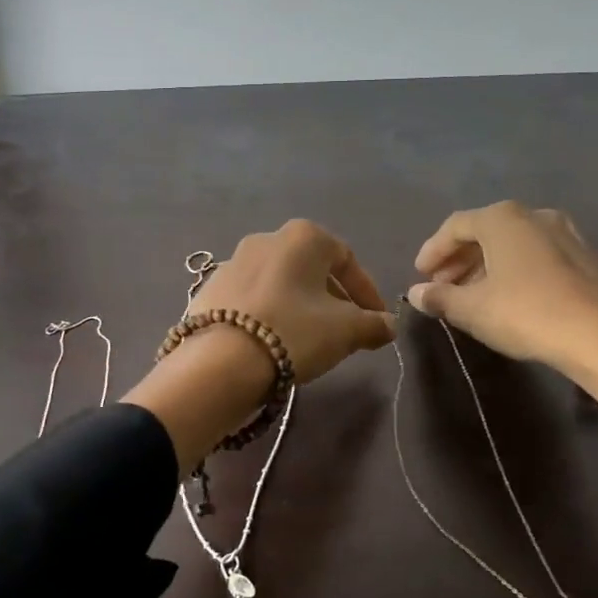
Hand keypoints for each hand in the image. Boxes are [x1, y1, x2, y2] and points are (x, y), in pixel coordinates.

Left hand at [124, 221, 394, 471]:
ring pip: (280, 282)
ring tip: (310, 338)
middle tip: (346, 330)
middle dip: (333, 298)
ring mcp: (232, 261)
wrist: (220, 361)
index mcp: (303, 236)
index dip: (367, 291)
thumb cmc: (293, 332)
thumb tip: (388, 325)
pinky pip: (251, 298)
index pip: (346, 259)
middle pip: (311, 268)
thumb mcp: (346, 331)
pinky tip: (273, 340)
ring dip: (300, 305)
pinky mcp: (210, 289)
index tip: (377, 319)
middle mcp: (266, 238)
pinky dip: (269, 313)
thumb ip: (373, 324)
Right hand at [409, 202, 597, 493]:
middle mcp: (533, 215)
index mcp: (502, 218)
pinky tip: (507, 296)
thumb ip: (439, 297)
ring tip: (470, 294)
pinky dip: (513, 269)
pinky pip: (535, 254)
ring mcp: (563, 232)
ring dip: (485, 264)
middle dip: (458, 258)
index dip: (432, 250)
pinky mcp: (583, 256)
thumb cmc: (525, 312)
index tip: (420, 275)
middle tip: (442, 285)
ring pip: (511, 243)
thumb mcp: (472, 308)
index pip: (455, 226)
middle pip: (484, 231)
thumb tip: (416, 293)